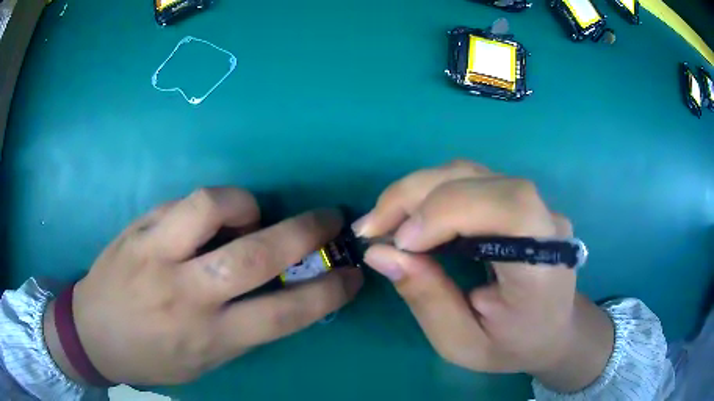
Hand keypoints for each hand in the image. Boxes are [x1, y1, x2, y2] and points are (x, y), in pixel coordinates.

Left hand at [44, 188, 362, 384]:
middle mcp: (184, 293)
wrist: (92, 333)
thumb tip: (276, 291)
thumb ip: (239, 328)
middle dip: (305, 232)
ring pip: (209, 207)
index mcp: (208, 336)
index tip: (352, 276)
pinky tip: (205, 219)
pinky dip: (207, 205)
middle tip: (329, 219)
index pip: (283, 315)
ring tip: (248, 214)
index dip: (327, 294)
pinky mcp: (136, 229)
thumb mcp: (203, 360)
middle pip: (254, 255)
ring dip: (244, 204)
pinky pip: (181, 203)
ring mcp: (155, 254)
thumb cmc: (151, 356)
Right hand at [353, 161, 612, 391]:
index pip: (508, 208)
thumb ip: (427, 299)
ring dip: (417, 190)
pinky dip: (429, 192)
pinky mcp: (516, 198)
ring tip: (384, 222)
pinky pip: (468, 179)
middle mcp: (545, 219)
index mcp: (545, 263)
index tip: (400, 244)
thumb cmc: (512, 345)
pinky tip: (410, 216)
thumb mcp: (463, 342)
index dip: (448, 212)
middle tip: (371, 228)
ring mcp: (533, 202)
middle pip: (478, 178)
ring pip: (468, 172)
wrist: (551, 328)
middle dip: (415, 196)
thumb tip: (380, 253)